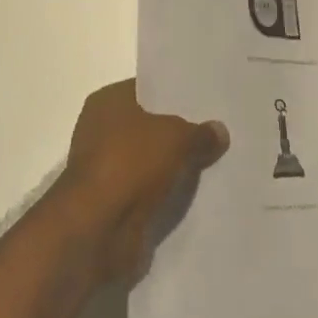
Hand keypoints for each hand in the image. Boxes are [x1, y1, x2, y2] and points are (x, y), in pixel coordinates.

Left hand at [54, 80, 227, 283]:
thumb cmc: (130, 163)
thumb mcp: (176, 137)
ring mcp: (105, 167)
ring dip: (173, 165)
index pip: (146, 89)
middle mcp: (100, 129)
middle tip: (216, 132)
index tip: (206, 101)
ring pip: (149, 160)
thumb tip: (219, 130)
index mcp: (107, 101)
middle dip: (177, 131)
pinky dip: (165, 192)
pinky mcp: (112, 202)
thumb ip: (199, 133)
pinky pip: (147, 189)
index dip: (174, 95)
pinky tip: (195, 193)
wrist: (97, 228)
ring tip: (213, 162)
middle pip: (148, 126)